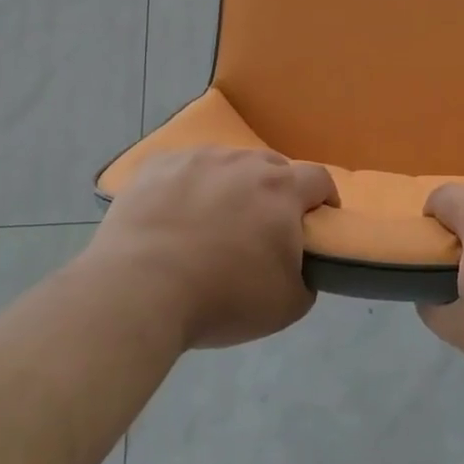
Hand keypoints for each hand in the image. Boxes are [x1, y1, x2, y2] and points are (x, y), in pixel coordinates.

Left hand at [92, 147, 338, 349]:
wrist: (139, 289)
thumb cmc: (222, 297)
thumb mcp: (287, 305)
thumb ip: (308, 277)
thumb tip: (300, 263)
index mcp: (281, 190)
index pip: (319, 179)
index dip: (325, 198)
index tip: (319, 220)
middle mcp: (242, 162)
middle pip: (272, 167)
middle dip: (276, 191)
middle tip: (263, 226)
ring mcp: (197, 158)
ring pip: (226, 163)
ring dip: (230, 185)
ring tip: (214, 219)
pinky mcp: (157, 165)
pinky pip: (183, 168)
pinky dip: (188, 186)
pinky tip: (174, 214)